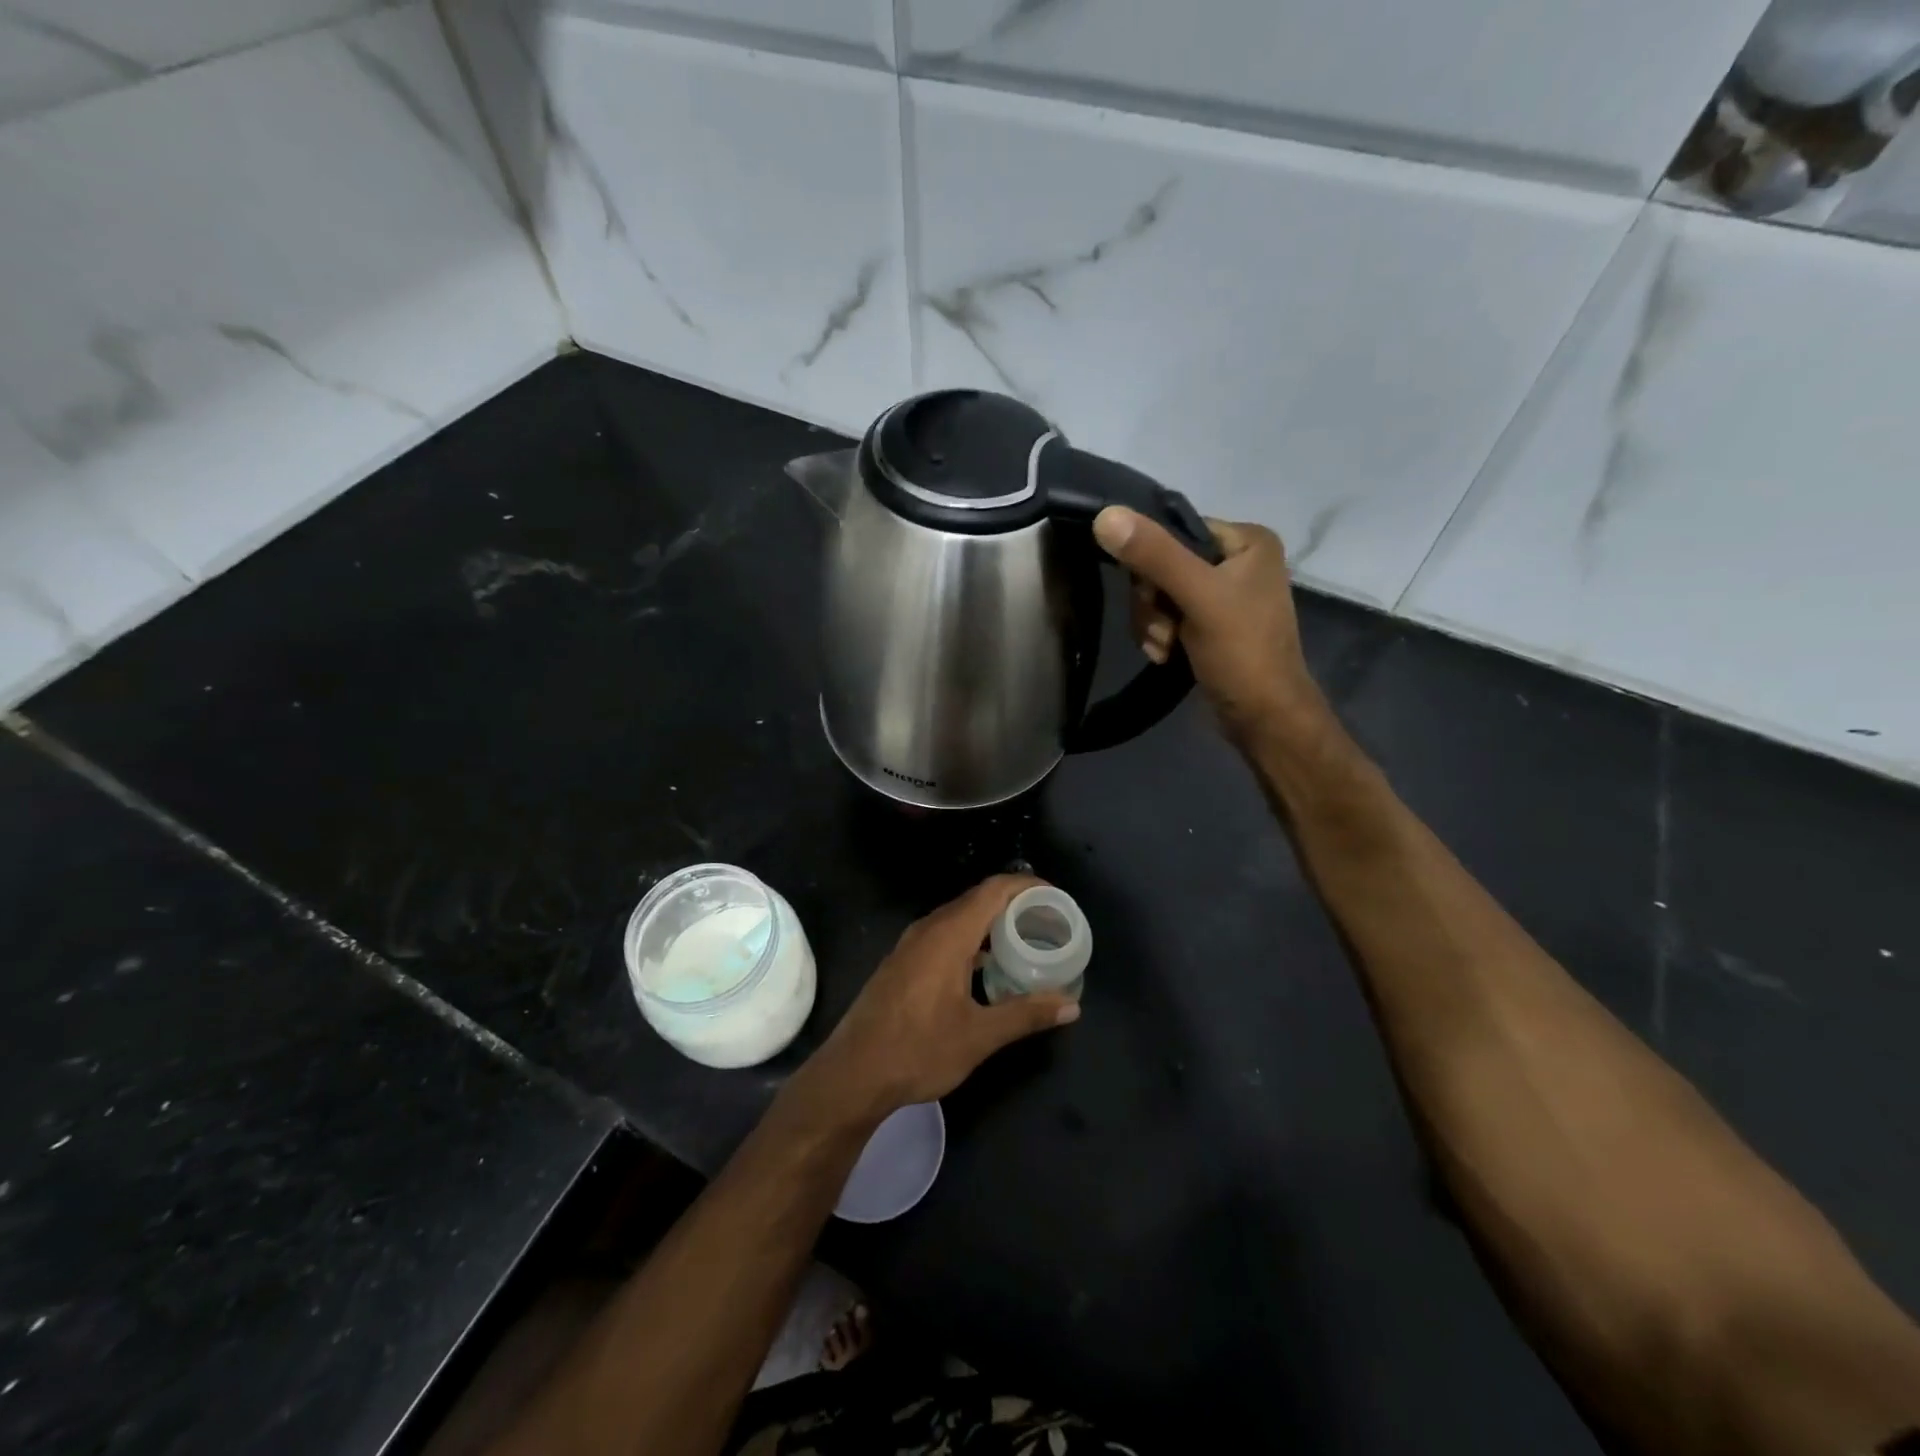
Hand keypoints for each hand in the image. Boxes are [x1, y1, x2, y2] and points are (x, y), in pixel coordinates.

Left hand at [791, 875, 1078, 1127]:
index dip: (1028, 886)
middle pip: (978, 899)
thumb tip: (1072, 1005)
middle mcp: (928, 929)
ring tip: (1025, 941)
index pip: (994, 890)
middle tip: (1049, 922)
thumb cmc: (918, 1050)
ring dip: (992, 923)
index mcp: (948, 935)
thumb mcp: (979, 1036)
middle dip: (1015, 904)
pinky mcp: (903, 962)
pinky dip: (972, 939)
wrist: (852, 1074)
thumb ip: (1026, 1015)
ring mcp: (911, 945)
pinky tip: (987, 966)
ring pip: (959, 918)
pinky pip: (945, 935)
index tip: (1057, 899)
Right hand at [1093, 507, 1330, 749]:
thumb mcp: (1197, 597)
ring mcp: (1223, 595)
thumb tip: (1105, 515)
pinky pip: (1167, 616)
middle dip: (1152, 603)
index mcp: (1247, 540)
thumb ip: (1154, 555)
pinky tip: (1166, 656)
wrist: (1262, 718)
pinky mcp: (1210, 624)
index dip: (1152, 562)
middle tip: (1163, 631)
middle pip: (1162, 564)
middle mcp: (1237, 561)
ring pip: (1159, 594)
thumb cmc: (1241, 652)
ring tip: (1166, 649)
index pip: (1176, 530)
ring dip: (1152, 624)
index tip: (1154, 597)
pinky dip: (1160, 636)